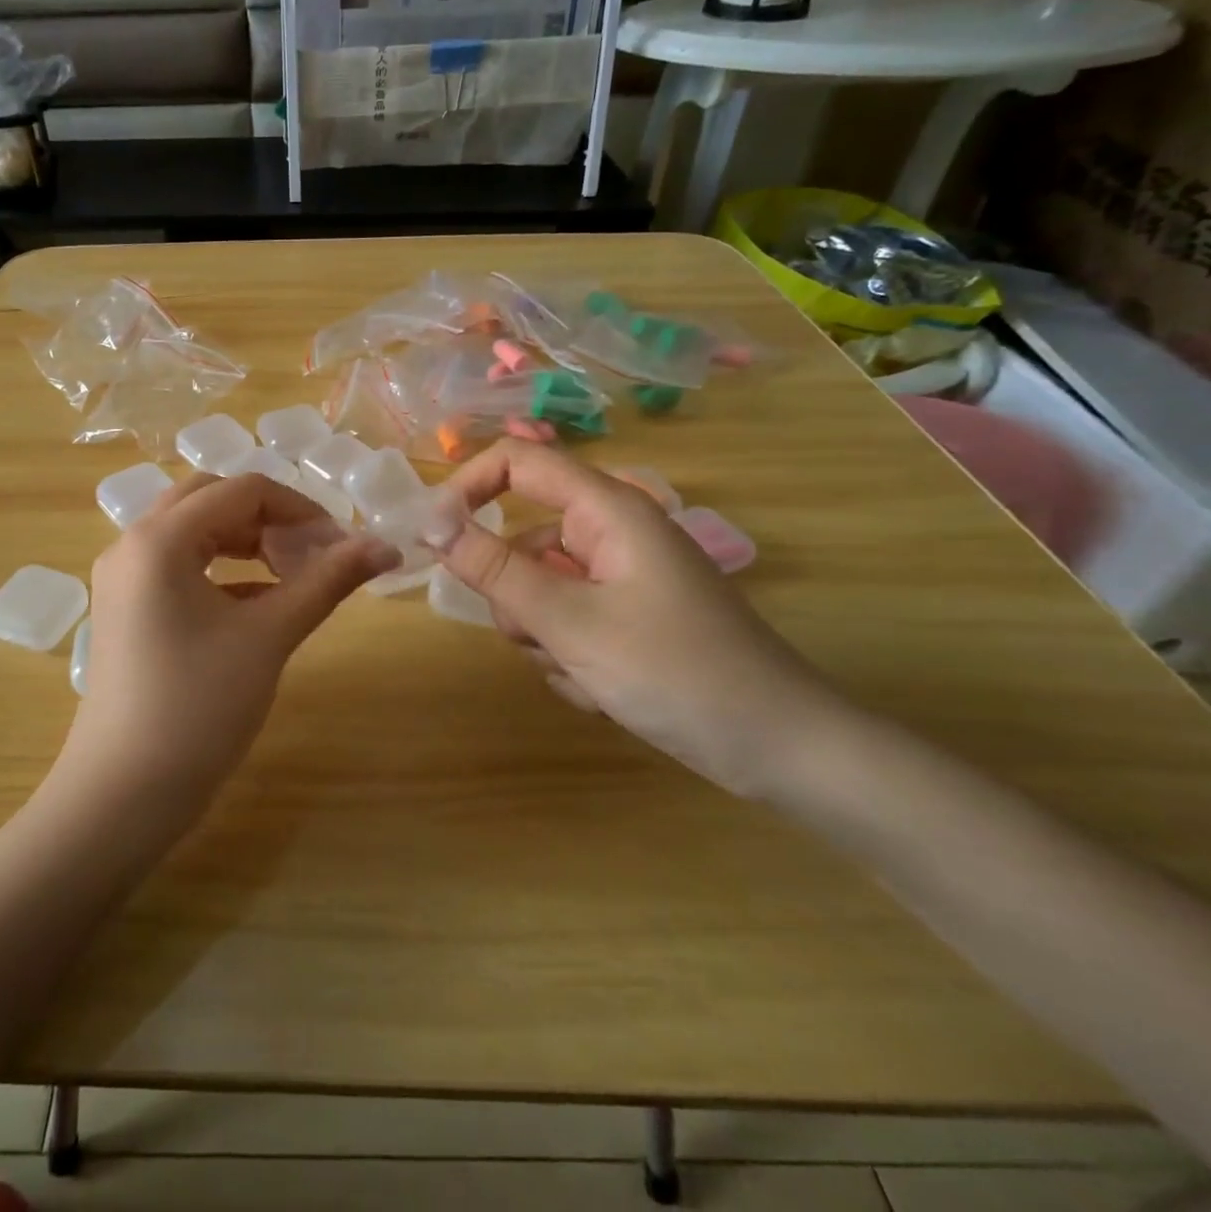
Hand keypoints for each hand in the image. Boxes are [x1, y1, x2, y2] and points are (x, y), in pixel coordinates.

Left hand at [59, 472, 399, 815]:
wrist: (124, 794)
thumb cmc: (199, 708)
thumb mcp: (269, 637)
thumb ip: (327, 582)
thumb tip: (387, 546)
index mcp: (161, 538)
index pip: (242, 491)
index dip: (300, 508)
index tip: (342, 543)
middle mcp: (132, 543)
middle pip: (211, 498)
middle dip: (268, 517)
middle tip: (312, 552)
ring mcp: (123, 577)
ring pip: (192, 529)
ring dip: (244, 539)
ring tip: (291, 573)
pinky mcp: (126, 607)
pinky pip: (178, 564)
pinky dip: (221, 569)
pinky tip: (258, 602)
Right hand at [433, 440, 842, 797]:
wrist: (779, 749)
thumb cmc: (676, 672)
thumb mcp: (570, 622)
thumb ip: (494, 570)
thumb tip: (430, 523)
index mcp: (608, 511)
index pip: (519, 462)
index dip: (468, 487)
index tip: (434, 538)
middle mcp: (612, 534)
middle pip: (523, 540)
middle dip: (515, 595)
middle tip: (542, 636)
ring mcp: (621, 578)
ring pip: (539, 590)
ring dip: (543, 635)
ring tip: (585, 673)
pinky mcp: (627, 617)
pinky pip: (566, 622)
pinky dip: (568, 655)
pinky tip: (603, 691)